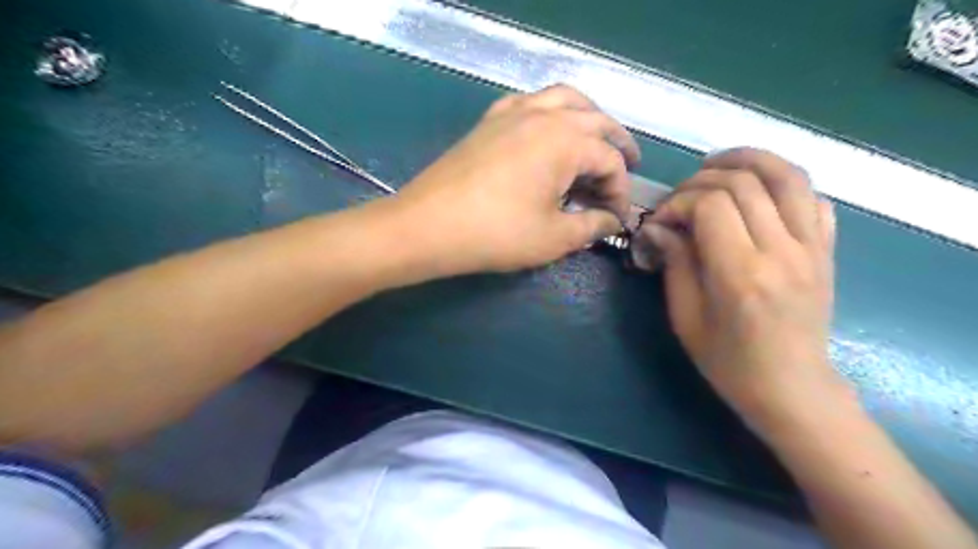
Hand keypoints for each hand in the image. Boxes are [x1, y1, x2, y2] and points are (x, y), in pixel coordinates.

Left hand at [390, 83, 643, 276]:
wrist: (427, 226)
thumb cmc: (496, 234)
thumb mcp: (553, 237)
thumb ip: (591, 226)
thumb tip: (613, 222)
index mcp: (566, 141)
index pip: (610, 161)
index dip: (621, 191)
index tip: (618, 218)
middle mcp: (544, 115)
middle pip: (595, 122)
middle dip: (617, 145)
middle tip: (629, 166)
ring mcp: (513, 112)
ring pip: (564, 100)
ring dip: (588, 118)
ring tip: (596, 140)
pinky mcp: (489, 121)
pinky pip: (530, 103)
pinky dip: (550, 112)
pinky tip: (548, 131)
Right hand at [634, 148, 839, 430]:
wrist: (791, 388)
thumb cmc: (728, 362)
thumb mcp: (686, 318)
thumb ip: (675, 263)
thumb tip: (659, 226)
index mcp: (741, 274)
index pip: (710, 206)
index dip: (678, 202)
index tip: (660, 220)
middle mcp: (783, 252)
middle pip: (744, 182)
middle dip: (701, 180)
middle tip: (680, 200)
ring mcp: (813, 248)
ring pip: (787, 175)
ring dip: (748, 160)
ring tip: (718, 164)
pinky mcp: (827, 250)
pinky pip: (813, 197)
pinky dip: (783, 181)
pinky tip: (757, 190)